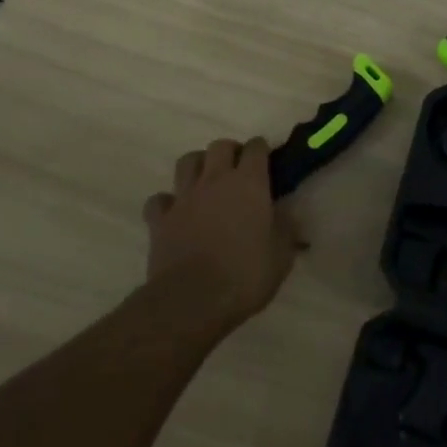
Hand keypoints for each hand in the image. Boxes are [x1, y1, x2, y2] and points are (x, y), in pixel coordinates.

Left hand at [143, 138, 302, 330]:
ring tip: (206, 183)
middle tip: (239, 171)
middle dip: (230, 152)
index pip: (256, 148)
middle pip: (219, 146)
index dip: (262, 150)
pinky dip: (167, 202)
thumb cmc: (245, 275)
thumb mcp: (282, 255)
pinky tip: (176, 213)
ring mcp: (184, 198)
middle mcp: (215, 180)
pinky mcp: (159, 219)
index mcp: (249, 183)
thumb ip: (285, 227)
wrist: (193, 300)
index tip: (268, 163)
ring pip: (187, 162)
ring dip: (198, 166)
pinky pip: (160, 199)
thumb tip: (287, 213)